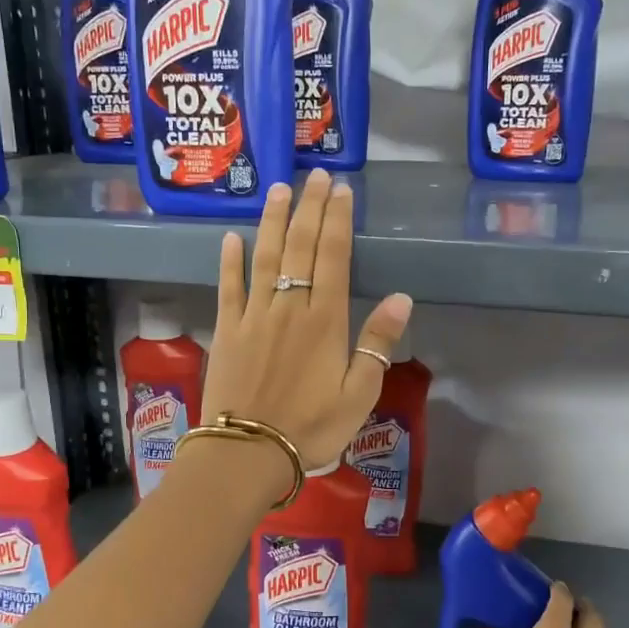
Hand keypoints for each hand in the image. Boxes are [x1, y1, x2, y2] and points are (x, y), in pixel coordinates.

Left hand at [201, 169, 412, 470]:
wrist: (248, 452)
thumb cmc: (311, 428)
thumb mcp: (359, 393)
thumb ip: (378, 343)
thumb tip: (401, 298)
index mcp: (324, 321)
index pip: (332, 257)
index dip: (337, 220)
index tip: (341, 190)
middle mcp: (288, 307)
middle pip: (299, 247)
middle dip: (308, 208)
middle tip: (315, 175)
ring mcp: (253, 316)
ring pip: (264, 257)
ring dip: (273, 221)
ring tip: (279, 189)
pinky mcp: (227, 330)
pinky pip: (228, 287)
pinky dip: (230, 261)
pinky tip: (231, 238)